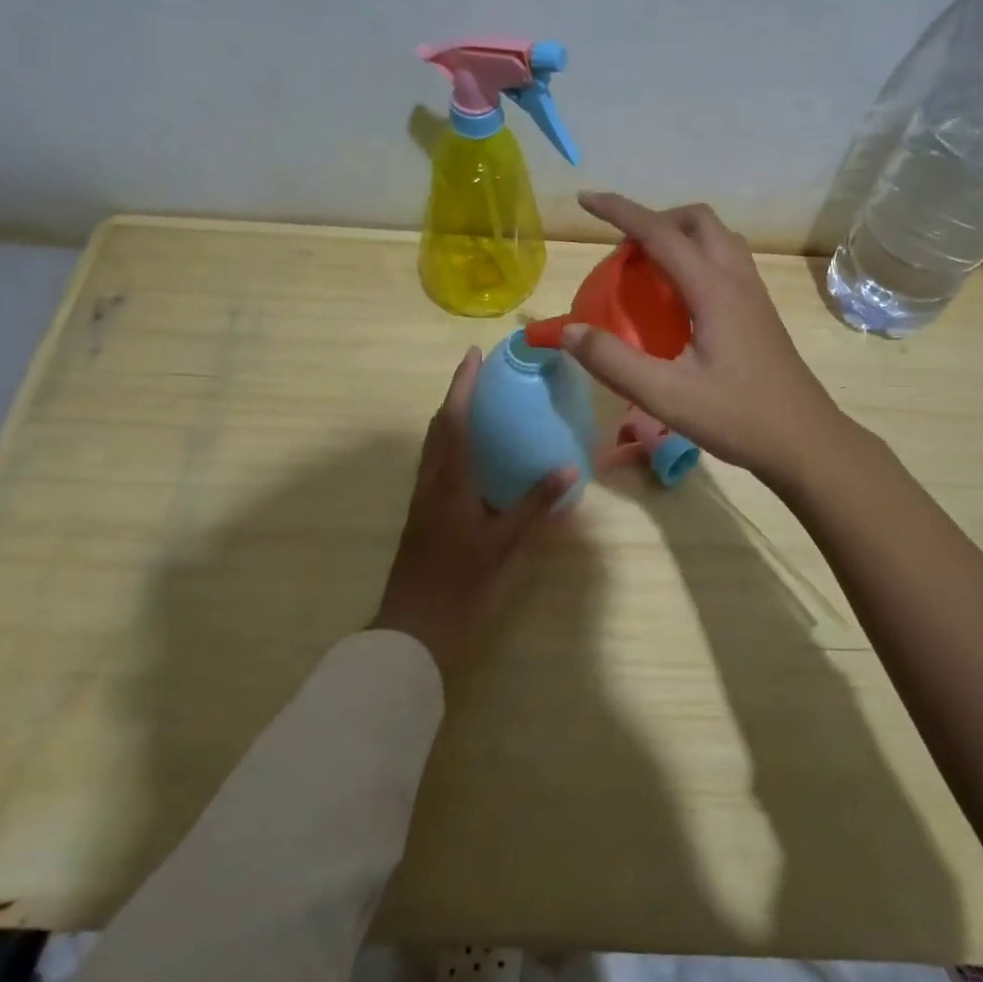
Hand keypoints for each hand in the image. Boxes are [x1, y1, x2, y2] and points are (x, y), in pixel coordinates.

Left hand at [372, 347, 576, 678]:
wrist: (413, 627)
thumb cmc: (459, 583)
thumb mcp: (502, 544)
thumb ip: (534, 505)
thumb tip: (569, 469)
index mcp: (448, 481)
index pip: (453, 420)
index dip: (462, 385)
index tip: (473, 354)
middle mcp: (430, 482)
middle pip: (438, 427)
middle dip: (456, 396)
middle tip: (480, 376)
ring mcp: (422, 499)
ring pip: (434, 447)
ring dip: (451, 420)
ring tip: (478, 407)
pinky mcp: (422, 515)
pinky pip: (436, 466)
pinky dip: (452, 447)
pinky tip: (473, 459)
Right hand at [562, 192, 843, 484]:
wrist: (804, 441)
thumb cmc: (737, 417)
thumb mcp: (666, 396)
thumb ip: (614, 362)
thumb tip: (569, 331)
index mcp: (713, 289)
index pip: (659, 233)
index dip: (619, 210)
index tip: (585, 199)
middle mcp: (737, 279)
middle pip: (696, 221)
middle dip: (654, 218)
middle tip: (623, 248)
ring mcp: (754, 294)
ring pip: (717, 237)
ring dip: (679, 235)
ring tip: (648, 266)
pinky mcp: (759, 312)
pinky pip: (726, 260)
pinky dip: (695, 257)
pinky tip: (679, 297)